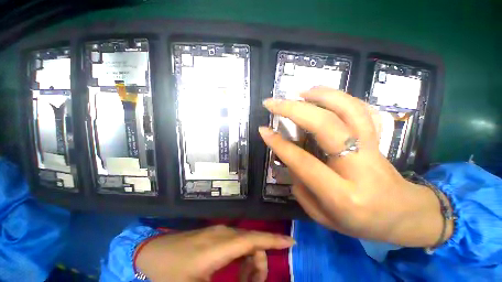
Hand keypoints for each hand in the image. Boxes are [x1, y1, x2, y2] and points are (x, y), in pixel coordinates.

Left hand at [135, 225, 294, 281]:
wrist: (152, 253)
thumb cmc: (170, 274)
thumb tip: (246, 279)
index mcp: (220, 246)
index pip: (254, 240)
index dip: (273, 241)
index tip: (290, 243)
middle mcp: (223, 233)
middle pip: (251, 242)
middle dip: (260, 260)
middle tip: (256, 281)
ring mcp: (218, 231)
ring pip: (244, 241)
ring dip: (250, 258)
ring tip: (246, 277)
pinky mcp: (213, 233)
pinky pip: (235, 241)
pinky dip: (241, 254)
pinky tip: (236, 267)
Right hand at [260, 87, 452, 246]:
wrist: (402, 216)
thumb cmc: (360, 223)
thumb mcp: (322, 216)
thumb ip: (301, 188)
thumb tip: (289, 160)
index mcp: (341, 195)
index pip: (303, 162)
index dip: (280, 144)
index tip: (263, 130)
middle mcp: (359, 167)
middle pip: (326, 126)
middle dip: (294, 110)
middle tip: (273, 103)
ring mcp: (373, 149)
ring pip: (348, 111)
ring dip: (320, 96)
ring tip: (299, 92)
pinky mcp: (379, 139)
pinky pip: (361, 110)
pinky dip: (340, 97)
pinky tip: (322, 94)